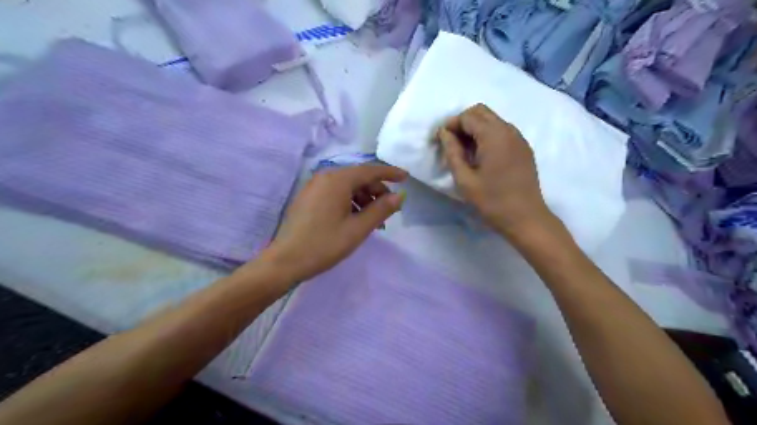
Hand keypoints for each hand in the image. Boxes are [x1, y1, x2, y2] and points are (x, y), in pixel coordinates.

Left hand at [263, 164, 407, 282]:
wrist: (286, 260)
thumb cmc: (324, 244)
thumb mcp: (358, 228)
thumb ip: (381, 210)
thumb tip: (399, 196)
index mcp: (337, 180)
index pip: (370, 170)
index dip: (390, 173)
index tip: (406, 178)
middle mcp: (325, 176)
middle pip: (358, 177)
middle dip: (376, 191)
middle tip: (388, 211)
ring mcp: (314, 186)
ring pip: (347, 186)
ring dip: (364, 199)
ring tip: (372, 220)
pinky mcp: (308, 197)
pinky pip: (336, 193)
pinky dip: (350, 202)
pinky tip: (355, 219)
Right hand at [438, 102, 554, 234]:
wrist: (526, 218)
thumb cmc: (492, 201)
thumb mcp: (464, 179)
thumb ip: (452, 152)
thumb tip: (444, 133)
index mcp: (493, 135)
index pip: (467, 117)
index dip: (450, 125)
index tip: (439, 140)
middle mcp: (508, 130)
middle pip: (481, 112)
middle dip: (462, 122)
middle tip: (451, 143)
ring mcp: (519, 138)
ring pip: (493, 120)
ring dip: (475, 128)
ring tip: (464, 150)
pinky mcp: (524, 148)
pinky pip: (502, 131)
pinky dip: (488, 135)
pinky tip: (481, 155)